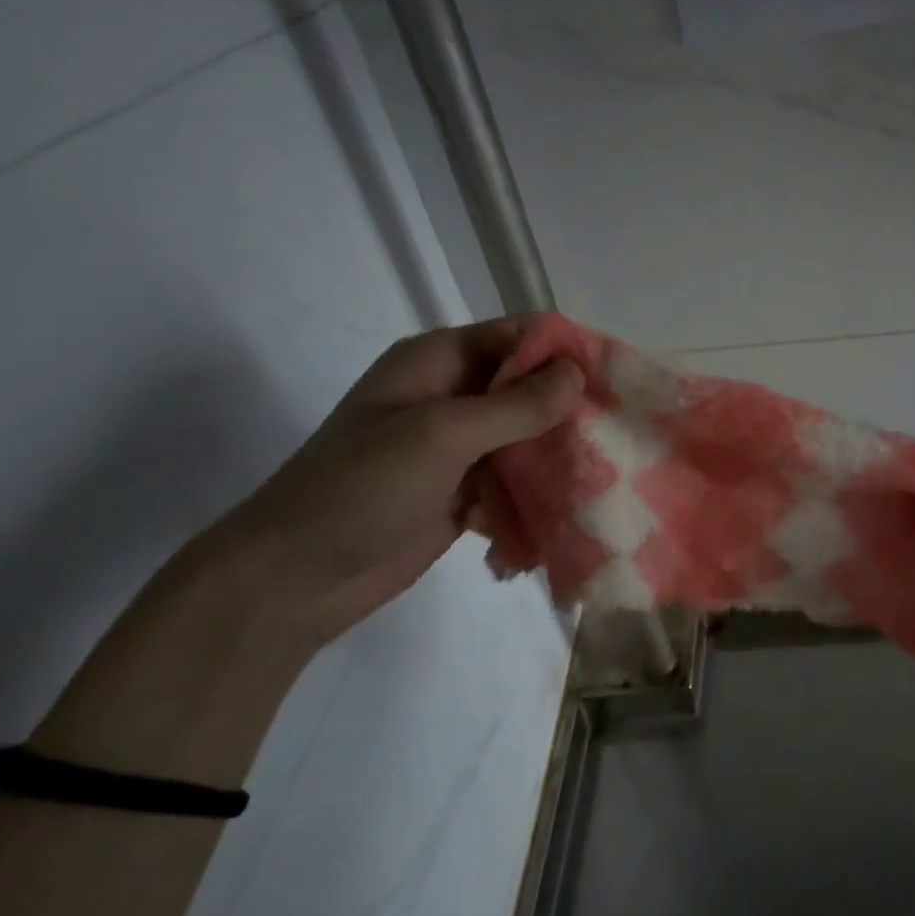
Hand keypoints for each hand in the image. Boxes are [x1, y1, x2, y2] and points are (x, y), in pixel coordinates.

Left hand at [191, 317, 581, 647]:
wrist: (293, 579)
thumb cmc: (362, 488)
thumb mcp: (441, 434)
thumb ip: (515, 404)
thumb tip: (579, 373)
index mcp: (439, 361)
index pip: (519, 336)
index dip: (566, 351)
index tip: (616, 377)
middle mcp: (451, 395)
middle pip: (529, 386)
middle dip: (571, 405)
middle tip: (622, 427)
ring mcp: (457, 446)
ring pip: (528, 434)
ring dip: (561, 450)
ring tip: (611, 467)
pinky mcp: (463, 491)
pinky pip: (516, 477)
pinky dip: (541, 488)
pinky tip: (575, 503)